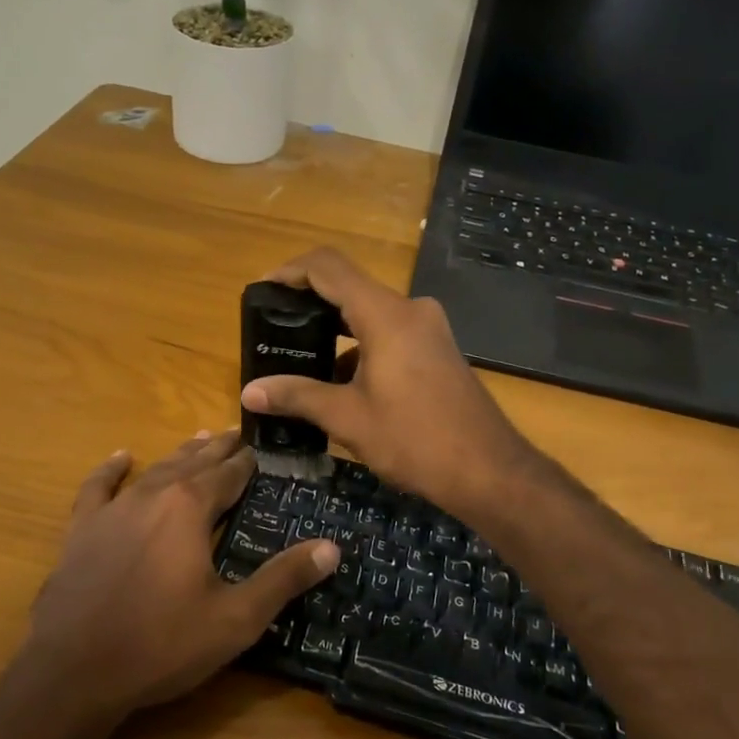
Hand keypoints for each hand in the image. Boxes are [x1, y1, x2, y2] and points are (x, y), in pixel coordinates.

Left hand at [22, 430, 337, 721]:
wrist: (72, 672)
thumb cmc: (161, 644)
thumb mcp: (235, 619)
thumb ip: (284, 579)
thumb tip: (332, 548)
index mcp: (191, 507)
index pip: (230, 474)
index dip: (249, 462)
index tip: (263, 449)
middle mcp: (154, 495)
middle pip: (194, 463)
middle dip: (219, 449)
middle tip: (237, 433)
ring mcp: (113, 510)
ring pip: (155, 469)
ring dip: (180, 454)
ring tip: (199, 440)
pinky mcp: (81, 530)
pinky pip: (98, 488)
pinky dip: (111, 470)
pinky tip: (121, 457)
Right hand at [239, 248, 536, 517]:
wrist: (489, 470)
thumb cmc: (415, 440)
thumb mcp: (349, 418)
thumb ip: (297, 396)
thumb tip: (249, 392)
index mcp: (386, 315)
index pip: (329, 268)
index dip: (291, 271)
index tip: (263, 290)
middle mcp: (410, 310)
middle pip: (350, 287)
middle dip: (309, 304)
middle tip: (275, 328)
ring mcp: (429, 328)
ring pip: (371, 314)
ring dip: (336, 330)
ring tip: (301, 359)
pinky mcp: (438, 349)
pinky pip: (391, 333)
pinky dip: (362, 347)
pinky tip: (342, 383)